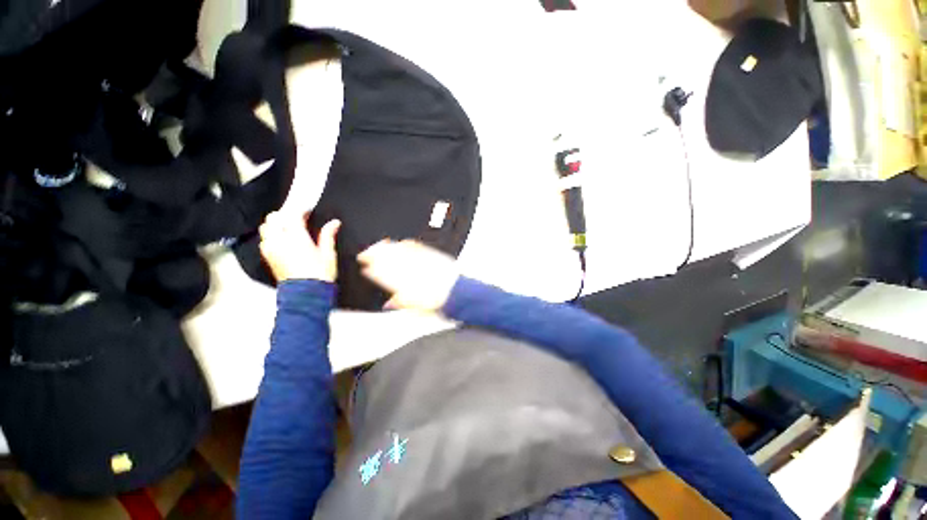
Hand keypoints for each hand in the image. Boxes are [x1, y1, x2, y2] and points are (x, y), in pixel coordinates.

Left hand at [259, 211, 340, 281]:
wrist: (306, 298)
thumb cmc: (318, 278)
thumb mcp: (328, 255)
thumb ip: (328, 236)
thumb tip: (334, 223)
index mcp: (297, 236)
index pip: (294, 213)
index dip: (301, 211)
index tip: (307, 212)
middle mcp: (281, 240)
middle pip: (274, 218)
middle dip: (283, 216)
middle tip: (293, 221)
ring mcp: (272, 250)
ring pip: (265, 229)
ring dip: (273, 227)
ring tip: (283, 231)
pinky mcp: (268, 261)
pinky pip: (263, 244)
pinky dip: (268, 240)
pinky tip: (278, 244)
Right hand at [357, 240, 458, 311]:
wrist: (459, 292)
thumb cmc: (440, 302)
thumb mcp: (418, 308)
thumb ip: (401, 303)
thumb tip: (388, 305)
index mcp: (406, 287)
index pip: (385, 277)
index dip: (373, 273)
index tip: (366, 269)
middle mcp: (412, 273)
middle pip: (388, 261)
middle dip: (374, 256)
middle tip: (364, 253)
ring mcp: (421, 263)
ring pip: (399, 253)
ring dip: (386, 248)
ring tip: (377, 245)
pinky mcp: (430, 255)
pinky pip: (415, 247)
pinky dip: (405, 245)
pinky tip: (400, 243)